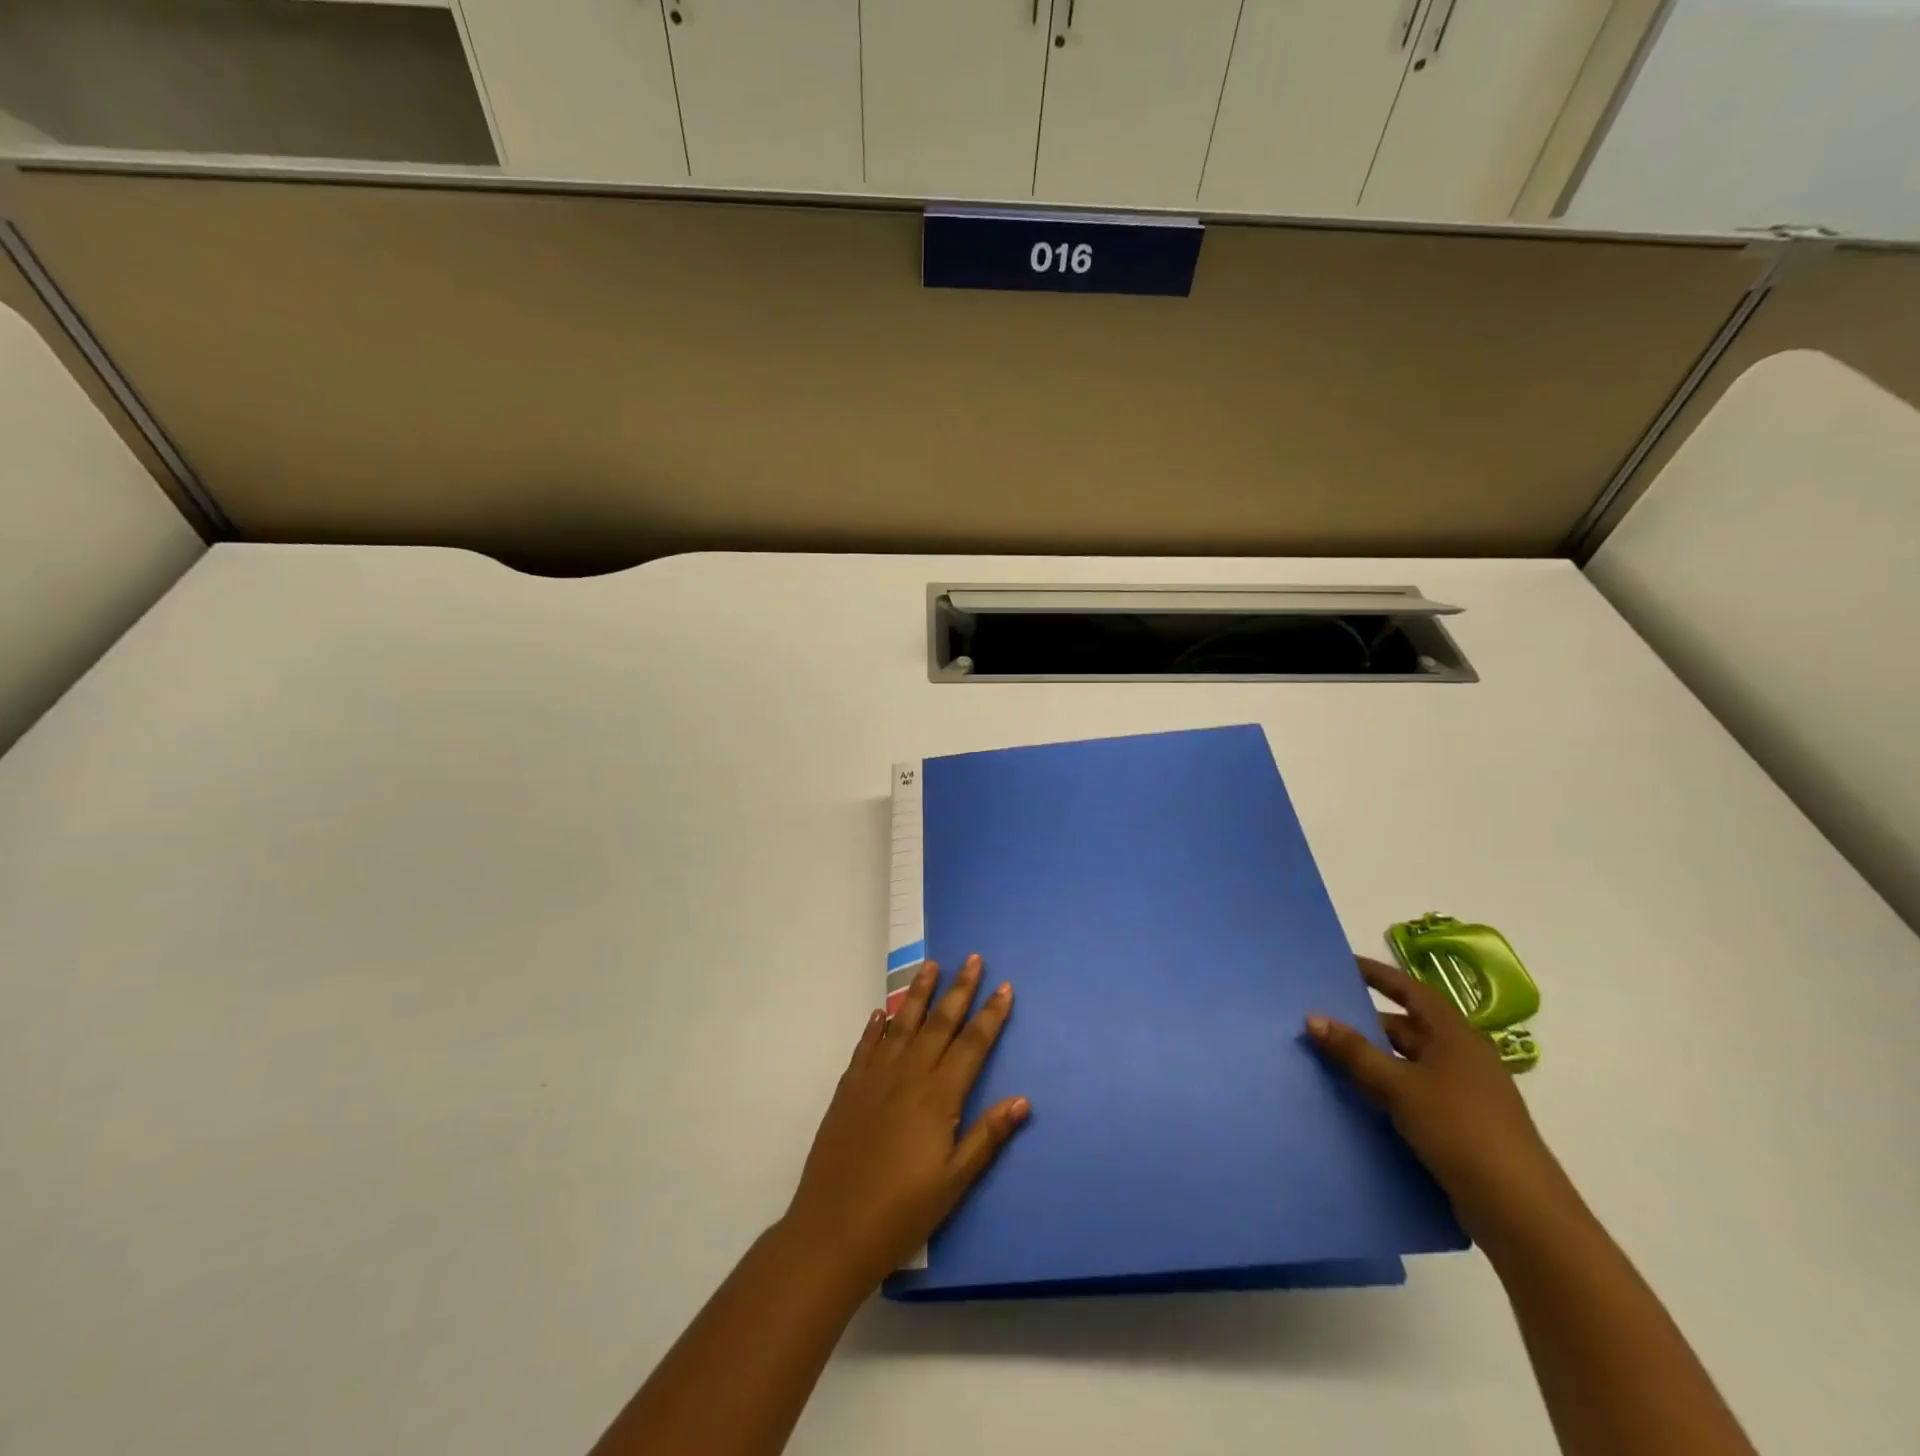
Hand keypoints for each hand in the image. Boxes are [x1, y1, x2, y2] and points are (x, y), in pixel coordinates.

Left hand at [781, 956, 1028, 1289]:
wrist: (833, 1229)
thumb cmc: (902, 1212)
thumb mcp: (954, 1182)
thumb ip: (987, 1137)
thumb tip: (1022, 1100)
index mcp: (939, 1096)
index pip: (972, 1044)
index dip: (991, 1015)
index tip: (1004, 987)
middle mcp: (909, 1075)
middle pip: (940, 1022)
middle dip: (960, 989)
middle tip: (973, 959)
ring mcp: (875, 1077)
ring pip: (902, 1023)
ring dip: (919, 992)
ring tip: (931, 965)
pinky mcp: (849, 1088)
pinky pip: (867, 1045)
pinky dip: (877, 1026)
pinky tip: (882, 1013)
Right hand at [1306, 956, 1569, 1245]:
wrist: (1519, 1211)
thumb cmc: (1460, 1129)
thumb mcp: (1399, 1086)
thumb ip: (1354, 1052)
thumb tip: (1312, 1017)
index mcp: (1455, 1035)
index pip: (1410, 990)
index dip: (1377, 975)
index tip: (1343, 965)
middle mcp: (1462, 1056)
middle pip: (1406, 1028)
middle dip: (1365, 1023)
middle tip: (1321, 1019)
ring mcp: (1464, 1093)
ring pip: (1407, 1063)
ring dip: (1372, 1059)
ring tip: (1328, 1058)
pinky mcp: (1460, 1125)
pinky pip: (1413, 1093)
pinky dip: (1385, 1089)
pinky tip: (1356, 1099)